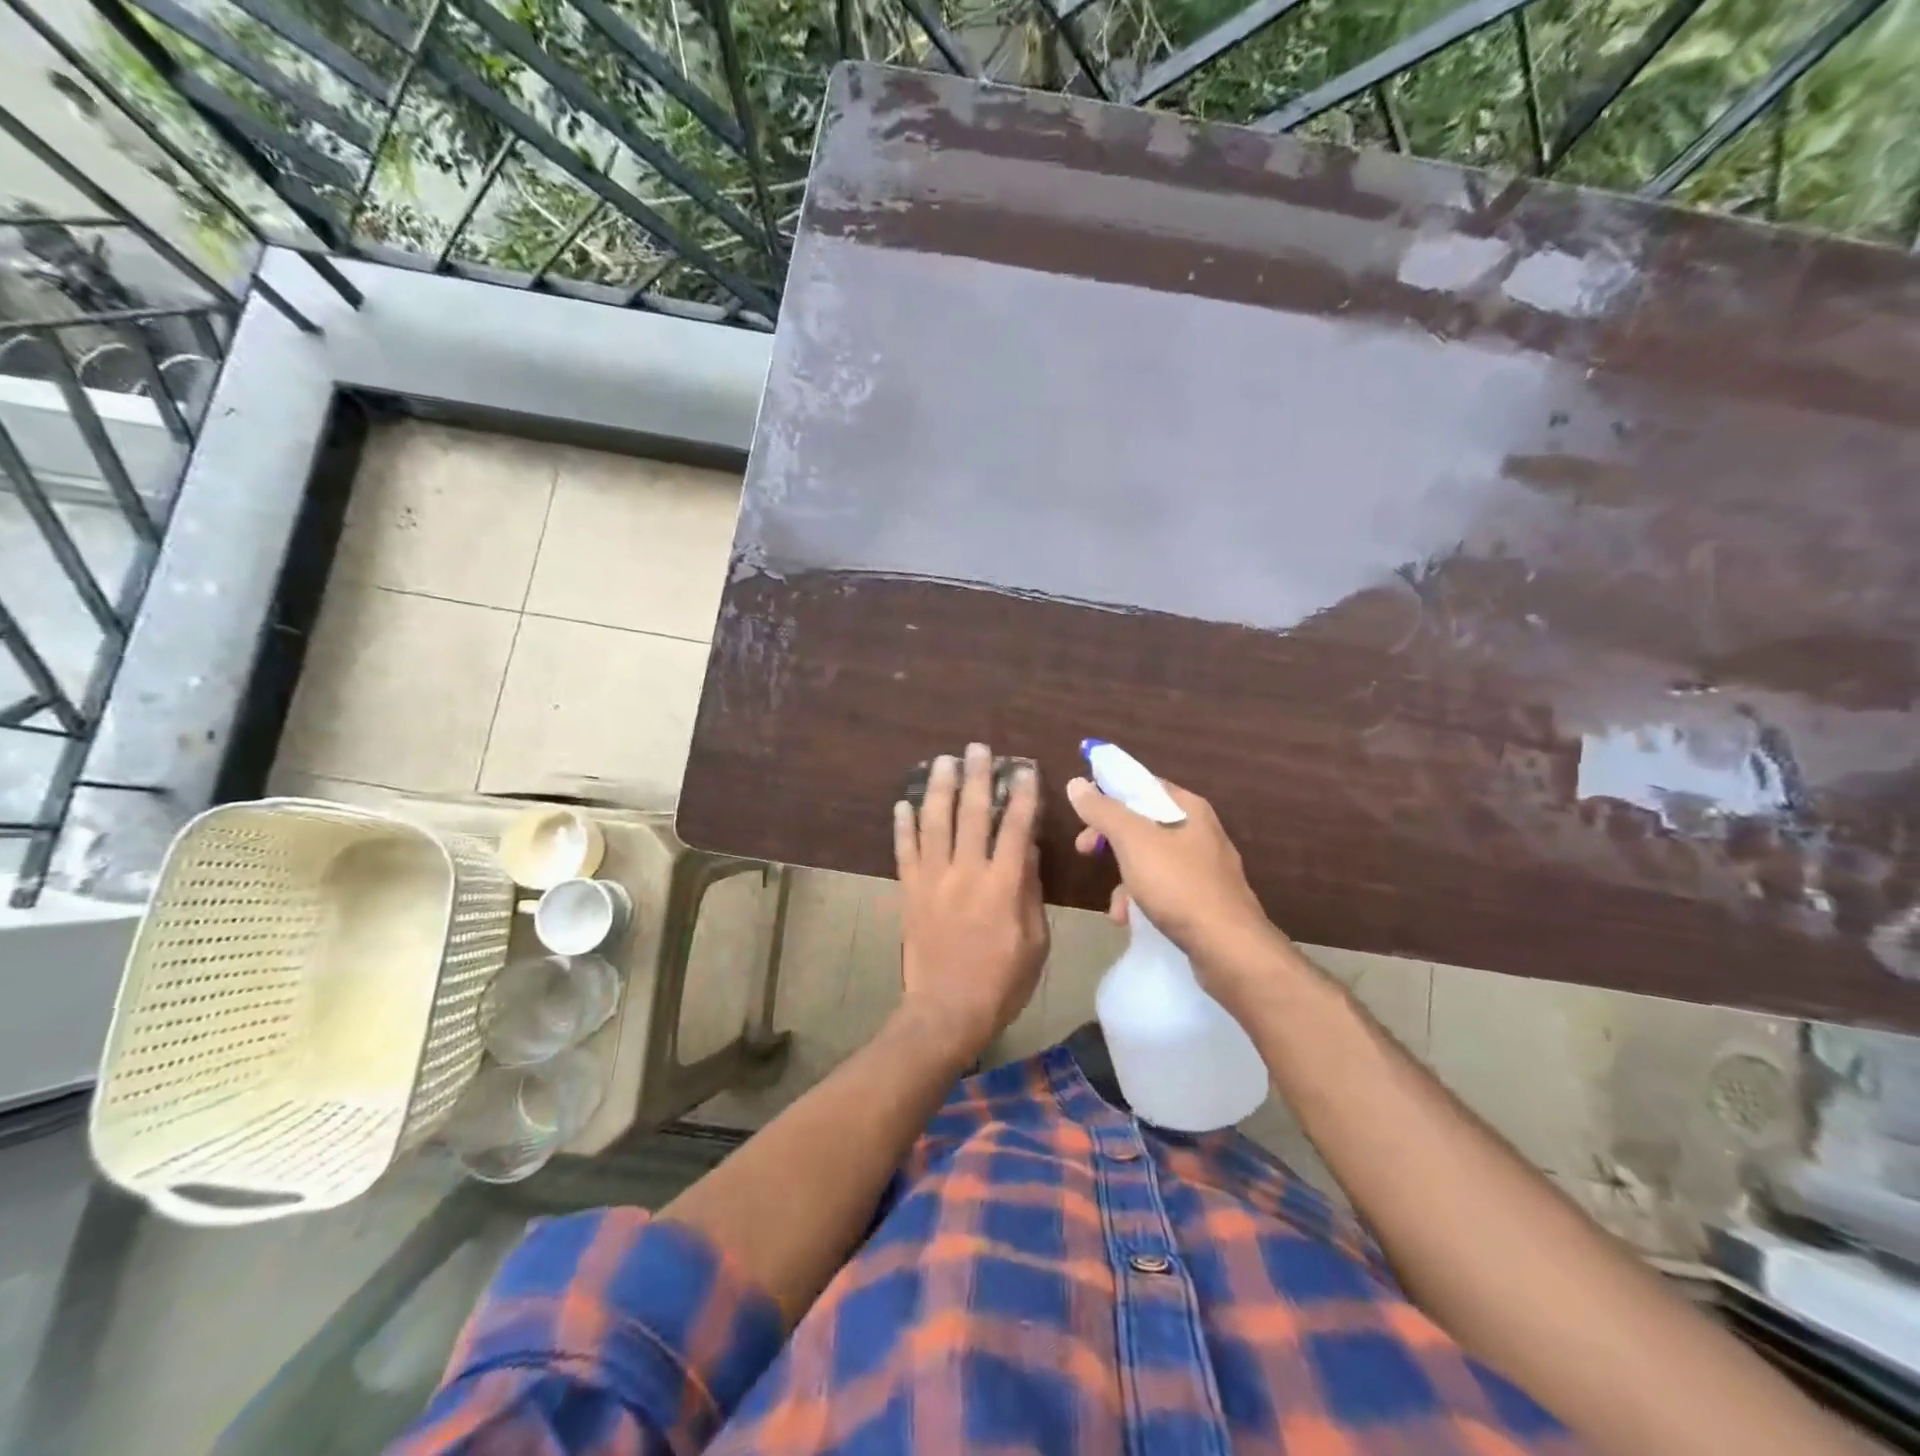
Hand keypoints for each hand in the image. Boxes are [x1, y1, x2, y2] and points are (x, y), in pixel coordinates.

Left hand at [894, 744, 1048, 1061]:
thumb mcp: (1034, 942)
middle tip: (977, 748)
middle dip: (976, 776)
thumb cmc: (1001, 982)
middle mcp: (966, 872)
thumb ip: (1030, 892)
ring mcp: (933, 879)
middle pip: (972, 813)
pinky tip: (902, 803)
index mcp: (1003, 885)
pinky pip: (904, 851)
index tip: (1022, 769)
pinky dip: (902, 825)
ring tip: (942, 761)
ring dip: (938, 787)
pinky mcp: (909, 891)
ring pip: (934, 822)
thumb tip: (1026, 848)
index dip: (1020, 794)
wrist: (946, 1012)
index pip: (1015, 827)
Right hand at [1066, 775, 1283, 989]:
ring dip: (1123, 877)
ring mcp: (1204, 868)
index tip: (1082, 810)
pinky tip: (1129, 920)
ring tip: (1114, 905)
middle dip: (1110, 838)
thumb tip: (1076, 783)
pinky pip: (1163, 889)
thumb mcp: (1133, 842)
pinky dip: (1141, 900)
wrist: (1229, 949)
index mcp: (1189, 809)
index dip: (1109, 792)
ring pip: (1150, 859)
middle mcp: (1200, 832)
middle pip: (1142, 823)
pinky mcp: (1204, 900)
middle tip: (1084, 849)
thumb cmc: (1179, 885)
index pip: (1143, 785)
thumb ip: (1103, 811)